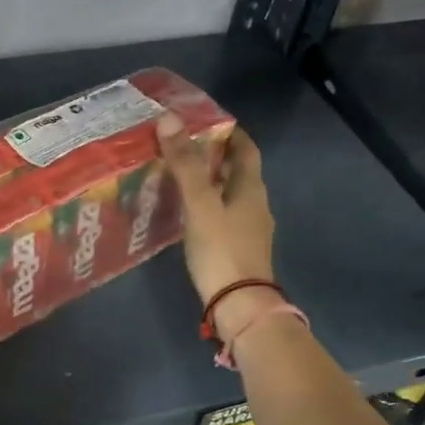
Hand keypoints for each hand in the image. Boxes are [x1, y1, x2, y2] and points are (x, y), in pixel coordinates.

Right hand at [156, 116, 278, 336]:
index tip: (204, 121)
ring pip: (229, 195)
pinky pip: (223, 217)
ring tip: (178, 177)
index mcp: (250, 188)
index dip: (229, 131)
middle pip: (237, 171)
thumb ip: (185, 164)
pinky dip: (207, 207)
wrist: (239, 305)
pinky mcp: (238, 249)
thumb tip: (170, 119)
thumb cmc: (222, 249)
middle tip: (181, 147)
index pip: (245, 148)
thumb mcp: (200, 203)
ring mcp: (249, 229)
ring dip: (209, 183)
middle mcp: (255, 204)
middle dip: (214, 156)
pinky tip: (186, 214)